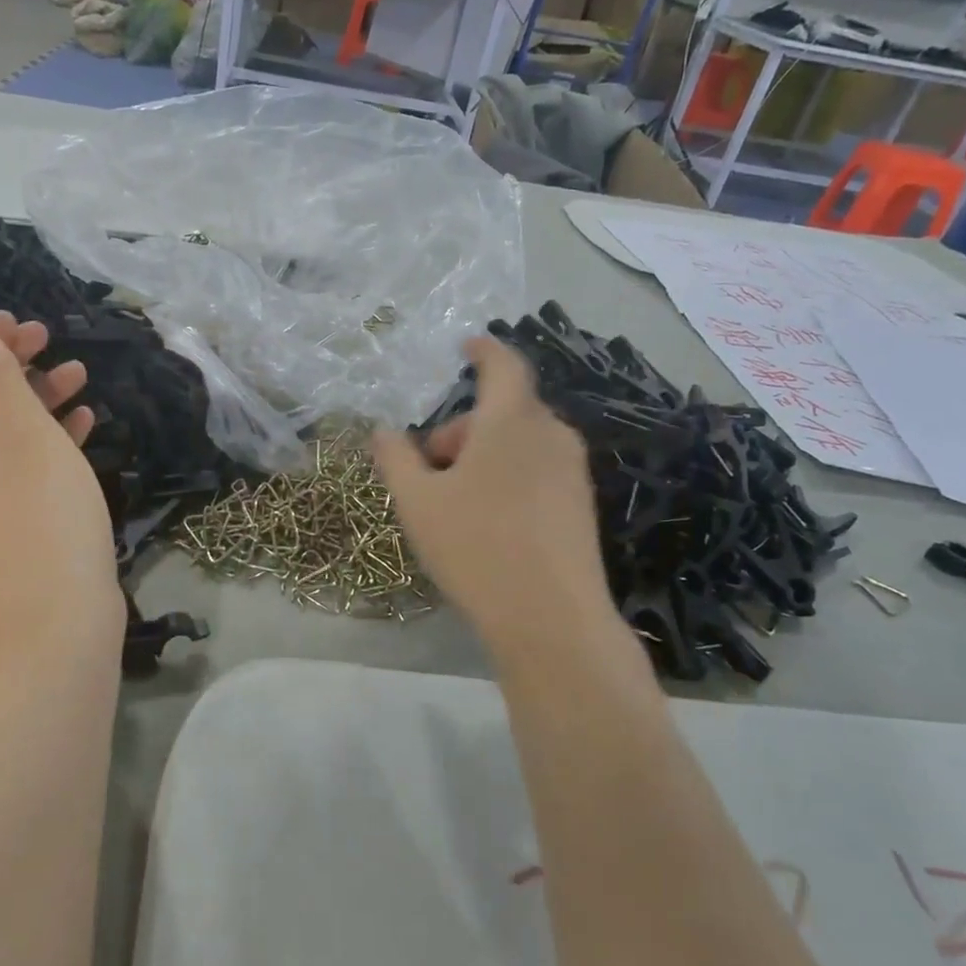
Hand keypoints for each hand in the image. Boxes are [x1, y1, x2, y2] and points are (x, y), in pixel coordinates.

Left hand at [0, 313, 122, 653]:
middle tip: (47, 338)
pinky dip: (51, 432)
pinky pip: (25, 459)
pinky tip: (86, 419)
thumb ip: (0, 384)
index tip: (15, 324)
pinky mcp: (17, 515)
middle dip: (4, 362)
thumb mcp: (25, 438)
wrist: (61, 617)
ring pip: (1, 427)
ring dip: (34, 393)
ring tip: (79, 372)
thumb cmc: (43, 519)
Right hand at [373, 337, 634, 665]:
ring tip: (455, 499)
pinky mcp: (581, 504)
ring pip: (521, 442)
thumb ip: (396, 458)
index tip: (465, 347)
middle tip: (430, 467)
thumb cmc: (476, 547)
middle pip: (505, 410)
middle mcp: (551, 434)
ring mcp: (572, 470)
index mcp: (512, 420)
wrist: (551, 618)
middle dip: (464, 428)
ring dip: (485, 454)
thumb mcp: (418, 502)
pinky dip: (509, 476)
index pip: (503, 364)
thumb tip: (383, 431)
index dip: (483, 350)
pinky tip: (489, 521)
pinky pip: (538, 470)